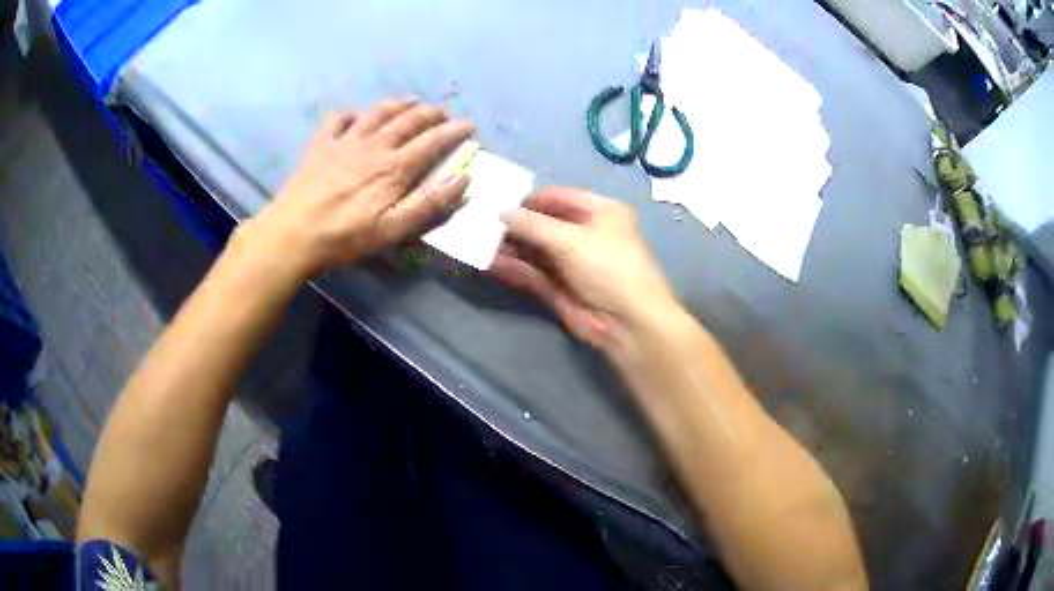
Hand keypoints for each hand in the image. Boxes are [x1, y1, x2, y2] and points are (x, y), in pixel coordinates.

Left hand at [243, 99, 474, 280]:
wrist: (293, 234)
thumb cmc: (345, 237)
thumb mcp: (393, 230)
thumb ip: (429, 204)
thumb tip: (462, 178)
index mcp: (395, 167)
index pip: (433, 141)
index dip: (454, 131)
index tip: (470, 126)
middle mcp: (374, 145)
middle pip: (409, 120)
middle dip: (432, 113)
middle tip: (444, 113)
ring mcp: (345, 141)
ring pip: (379, 112)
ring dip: (400, 104)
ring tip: (412, 101)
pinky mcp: (321, 144)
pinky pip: (339, 118)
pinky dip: (352, 113)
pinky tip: (357, 117)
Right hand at [492, 188, 678, 349]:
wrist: (628, 323)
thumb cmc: (608, 267)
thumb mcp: (571, 239)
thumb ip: (532, 224)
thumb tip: (501, 211)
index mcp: (601, 211)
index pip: (558, 197)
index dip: (528, 200)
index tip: (497, 202)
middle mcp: (586, 233)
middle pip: (544, 223)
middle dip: (515, 224)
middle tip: (480, 222)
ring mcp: (572, 262)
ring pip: (535, 249)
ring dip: (509, 246)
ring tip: (477, 240)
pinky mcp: (559, 287)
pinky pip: (532, 272)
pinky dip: (513, 267)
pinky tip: (488, 262)